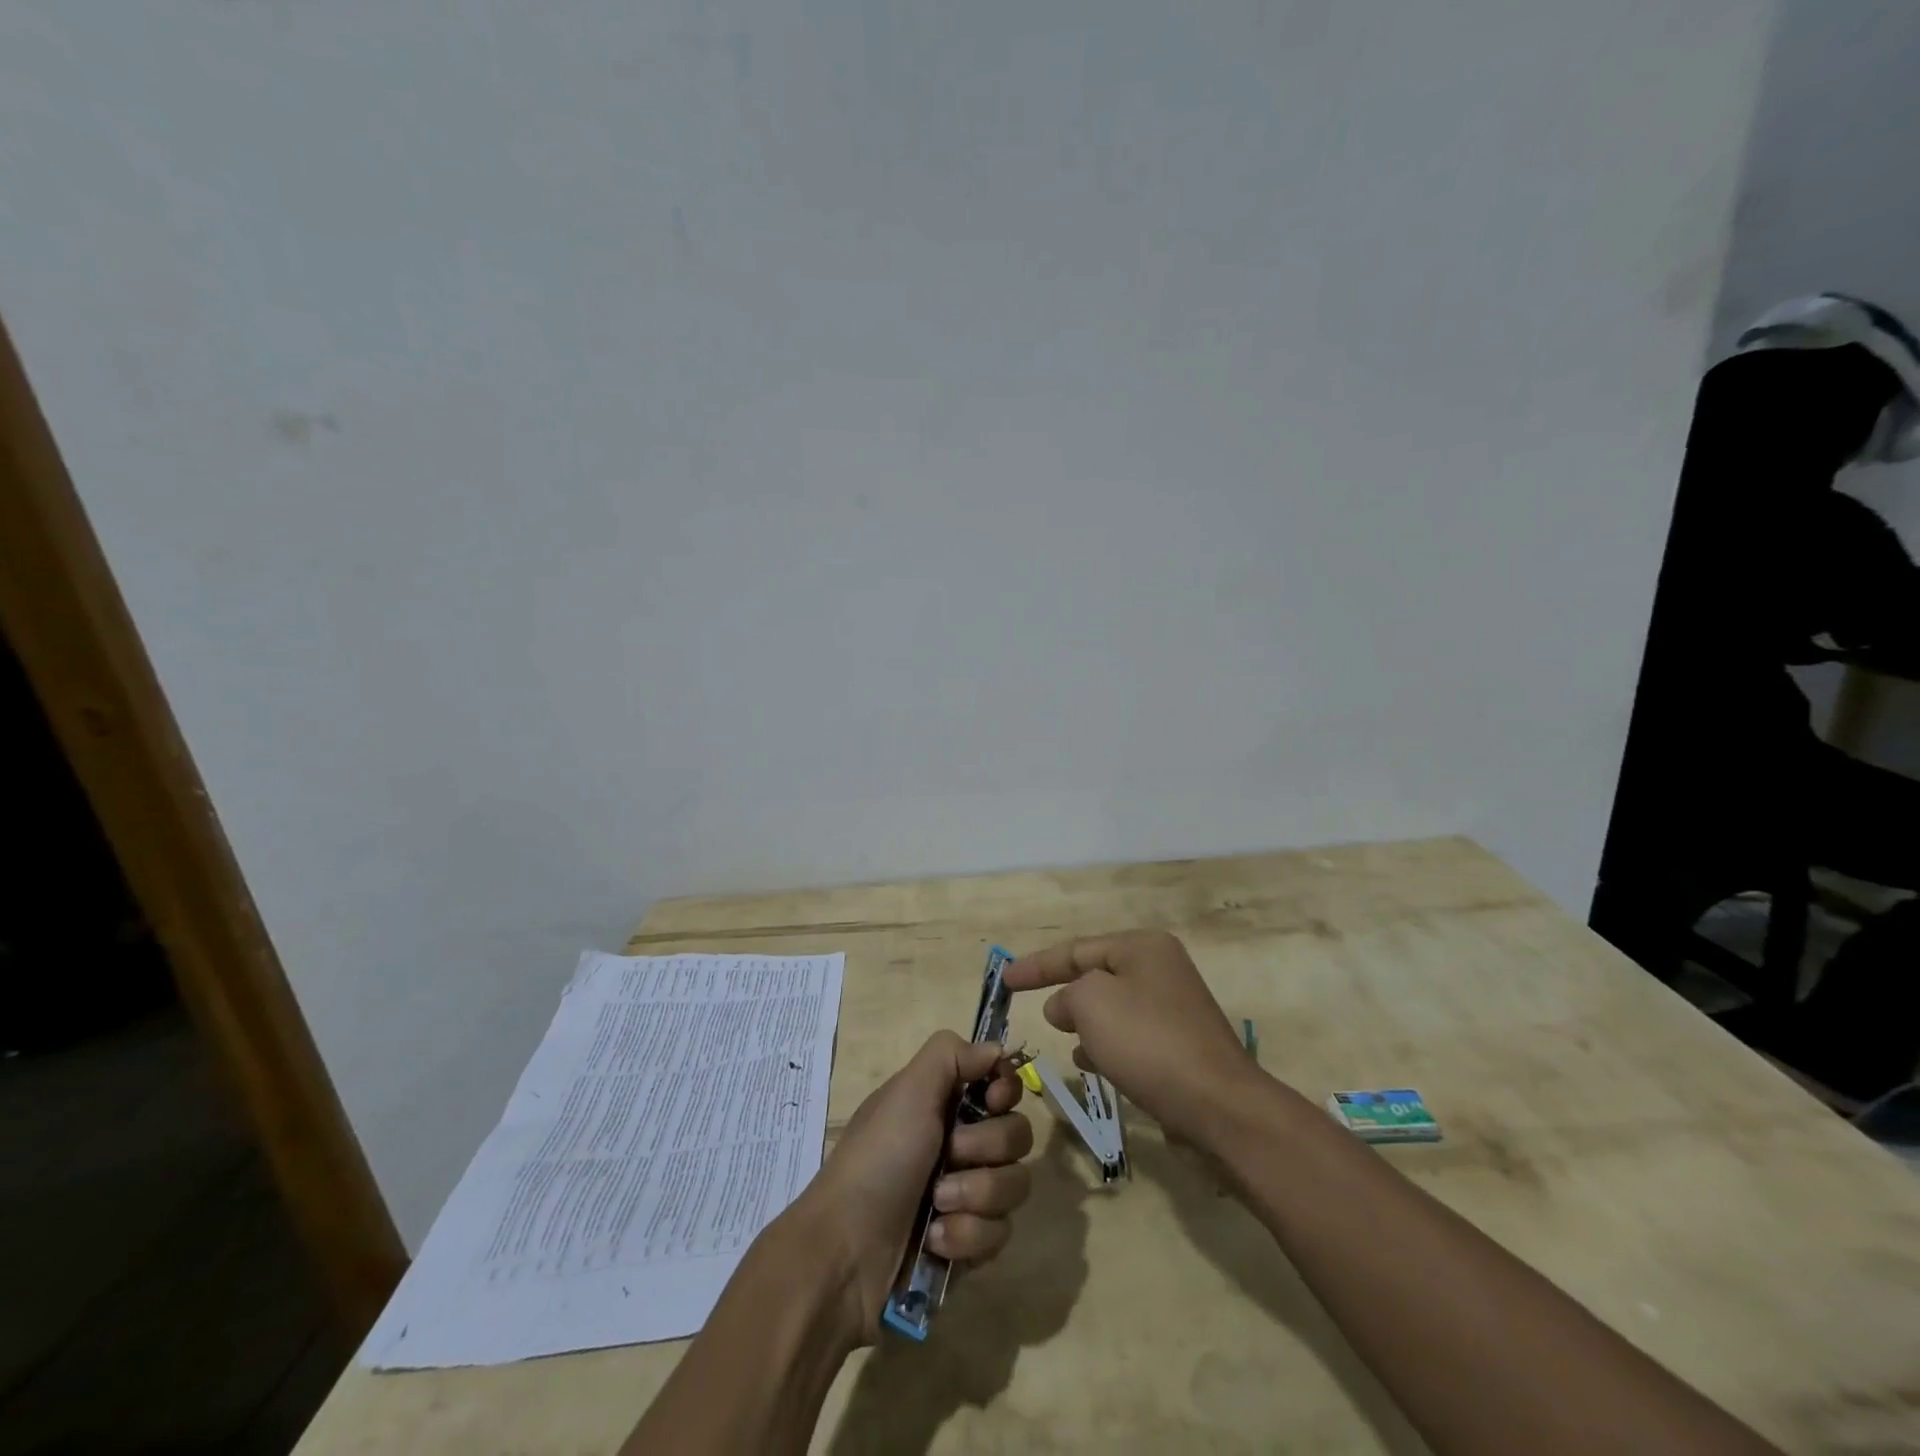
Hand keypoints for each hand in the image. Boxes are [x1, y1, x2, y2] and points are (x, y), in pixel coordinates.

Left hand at [792, 1031, 1031, 1345]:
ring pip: (1014, 1186)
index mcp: (944, 1103)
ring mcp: (968, 1196)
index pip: (1003, 1086)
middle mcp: (961, 1143)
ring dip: (975, 1195)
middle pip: (1017, 1134)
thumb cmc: (878, 1159)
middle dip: (985, 1148)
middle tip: (948, 1155)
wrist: (846, 1252)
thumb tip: (995, 1048)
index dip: (1006, 1091)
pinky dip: (966, 1236)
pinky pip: (999, 1233)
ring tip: (936, 1206)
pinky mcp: (970, 1244)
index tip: (992, 1100)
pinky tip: (935, 1241)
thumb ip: (951, 1055)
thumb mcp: (908, 1091)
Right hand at [1004, 931, 1258, 1145]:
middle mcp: (1162, 969)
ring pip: (1113, 1007)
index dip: (1036, 965)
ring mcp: (1175, 1008)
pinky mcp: (1181, 1044)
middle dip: (1066, 992)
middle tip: (1040, 1012)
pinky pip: (1131, 1035)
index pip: (1076, 949)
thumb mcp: (1091, 1003)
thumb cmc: (1148, 1041)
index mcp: (1142, 947)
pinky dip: (1108, 1044)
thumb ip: (1067, 994)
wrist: (1218, 1105)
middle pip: (1097, 975)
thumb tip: (1064, 1006)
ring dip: (1086, 1022)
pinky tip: (1094, 1065)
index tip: (1004, 979)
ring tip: (1067, 1041)